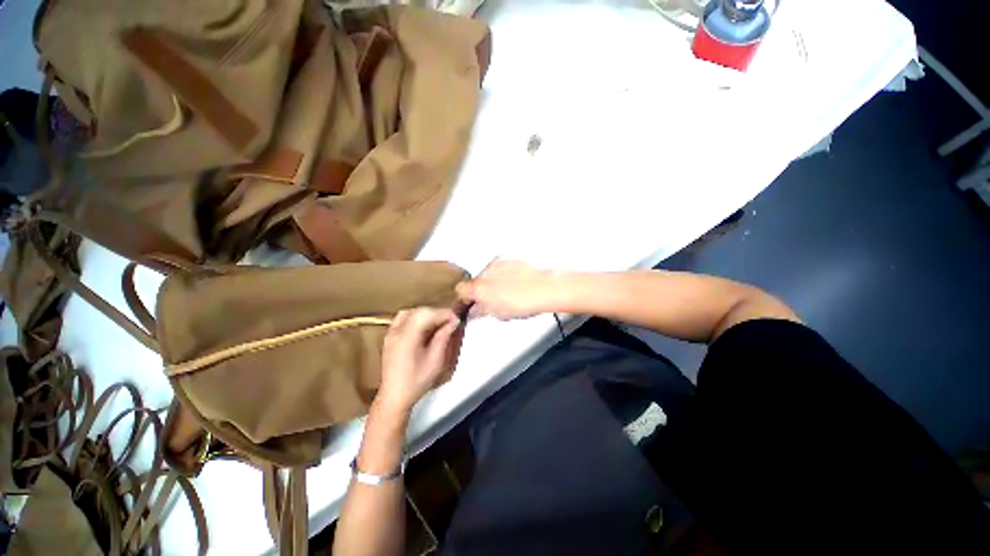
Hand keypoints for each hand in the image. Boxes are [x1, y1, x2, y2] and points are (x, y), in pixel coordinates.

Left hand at [376, 308, 460, 414]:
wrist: (394, 397)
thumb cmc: (417, 381)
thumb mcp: (435, 360)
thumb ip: (443, 337)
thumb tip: (453, 322)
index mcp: (407, 337)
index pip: (427, 314)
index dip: (443, 313)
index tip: (456, 319)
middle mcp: (397, 331)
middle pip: (418, 311)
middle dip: (436, 313)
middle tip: (450, 322)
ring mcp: (390, 333)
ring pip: (410, 312)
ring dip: (425, 314)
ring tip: (438, 323)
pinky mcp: (389, 337)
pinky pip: (403, 319)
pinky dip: (415, 318)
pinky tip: (424, 327)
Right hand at [456, 260, 558, 320]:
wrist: (544, 289)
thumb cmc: (524, 302)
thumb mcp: (498, 314)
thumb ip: (481, 311)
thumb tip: (475, 310)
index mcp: (479, 287)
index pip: (461, 291)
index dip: (466, 299)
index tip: (471, 303)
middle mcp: (486, 272)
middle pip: (476, 281)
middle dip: (481, 291)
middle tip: (493, 301)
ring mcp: (499, 264)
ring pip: (489, 274)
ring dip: (493, 283)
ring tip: (508, 293)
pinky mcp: (510, 260)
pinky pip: (502, 268)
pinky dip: (504, 275)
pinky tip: (514, 284)